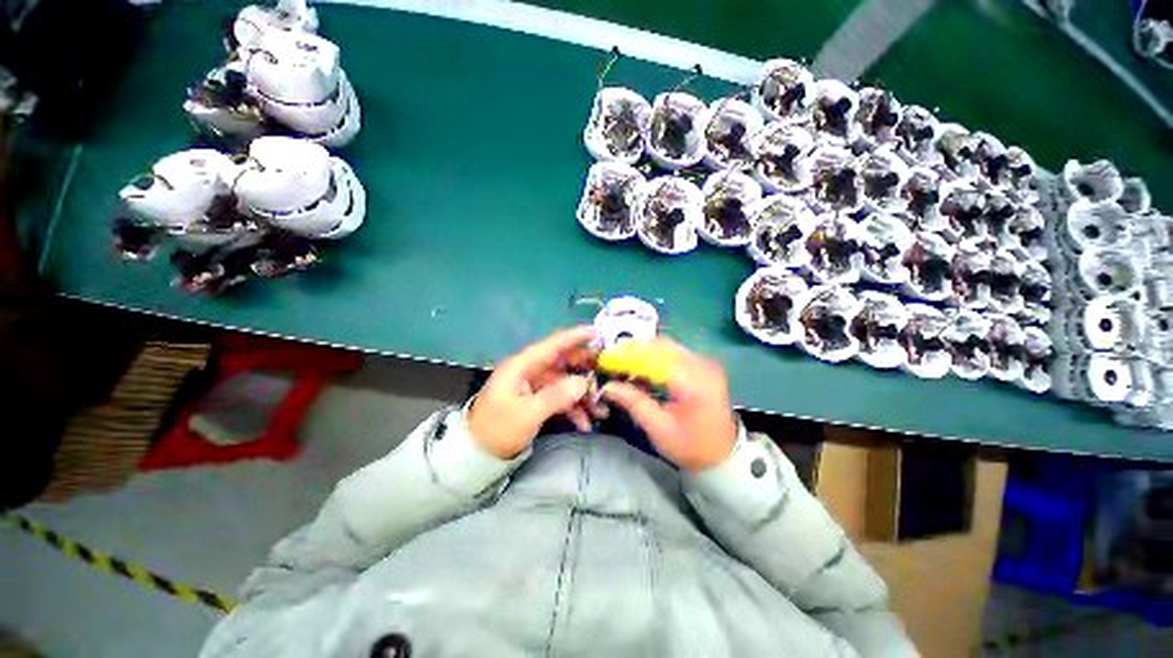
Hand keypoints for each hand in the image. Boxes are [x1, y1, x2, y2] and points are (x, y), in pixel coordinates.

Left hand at [467, 327, 596, 458]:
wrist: (477, 455)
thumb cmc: (497, 430)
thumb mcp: (527, 415)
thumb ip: (556, 397)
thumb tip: (583, 383)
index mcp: (521, 366)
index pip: (551, 345)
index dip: (574, 337)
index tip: (596, 332)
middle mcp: (528, 371)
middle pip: (561, 362)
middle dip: (585, 368)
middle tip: (607, 370)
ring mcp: (532, 385)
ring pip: (564, 382)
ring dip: (582, 394)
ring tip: (601, 408)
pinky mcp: (536, 399)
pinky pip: (559, 397)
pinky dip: (573, 408)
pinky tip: (585, 423)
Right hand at [601, 338, 737, 472]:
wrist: (722, 454)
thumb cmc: (691, 446)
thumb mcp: (659, 429)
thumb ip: (634, 403)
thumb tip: (607, 386)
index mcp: (694, 383)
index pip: (655, 359)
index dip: (628, 357)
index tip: (606, 361)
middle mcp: (702, 365)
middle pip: (662, 346)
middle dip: (634, 351)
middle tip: (613, 361)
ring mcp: (705, 363)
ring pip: (667, 346)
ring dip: (643, 352)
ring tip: (624, 366)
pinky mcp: (703, 365)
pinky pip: (674, 353)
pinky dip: (655, 357)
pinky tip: (642, 370)